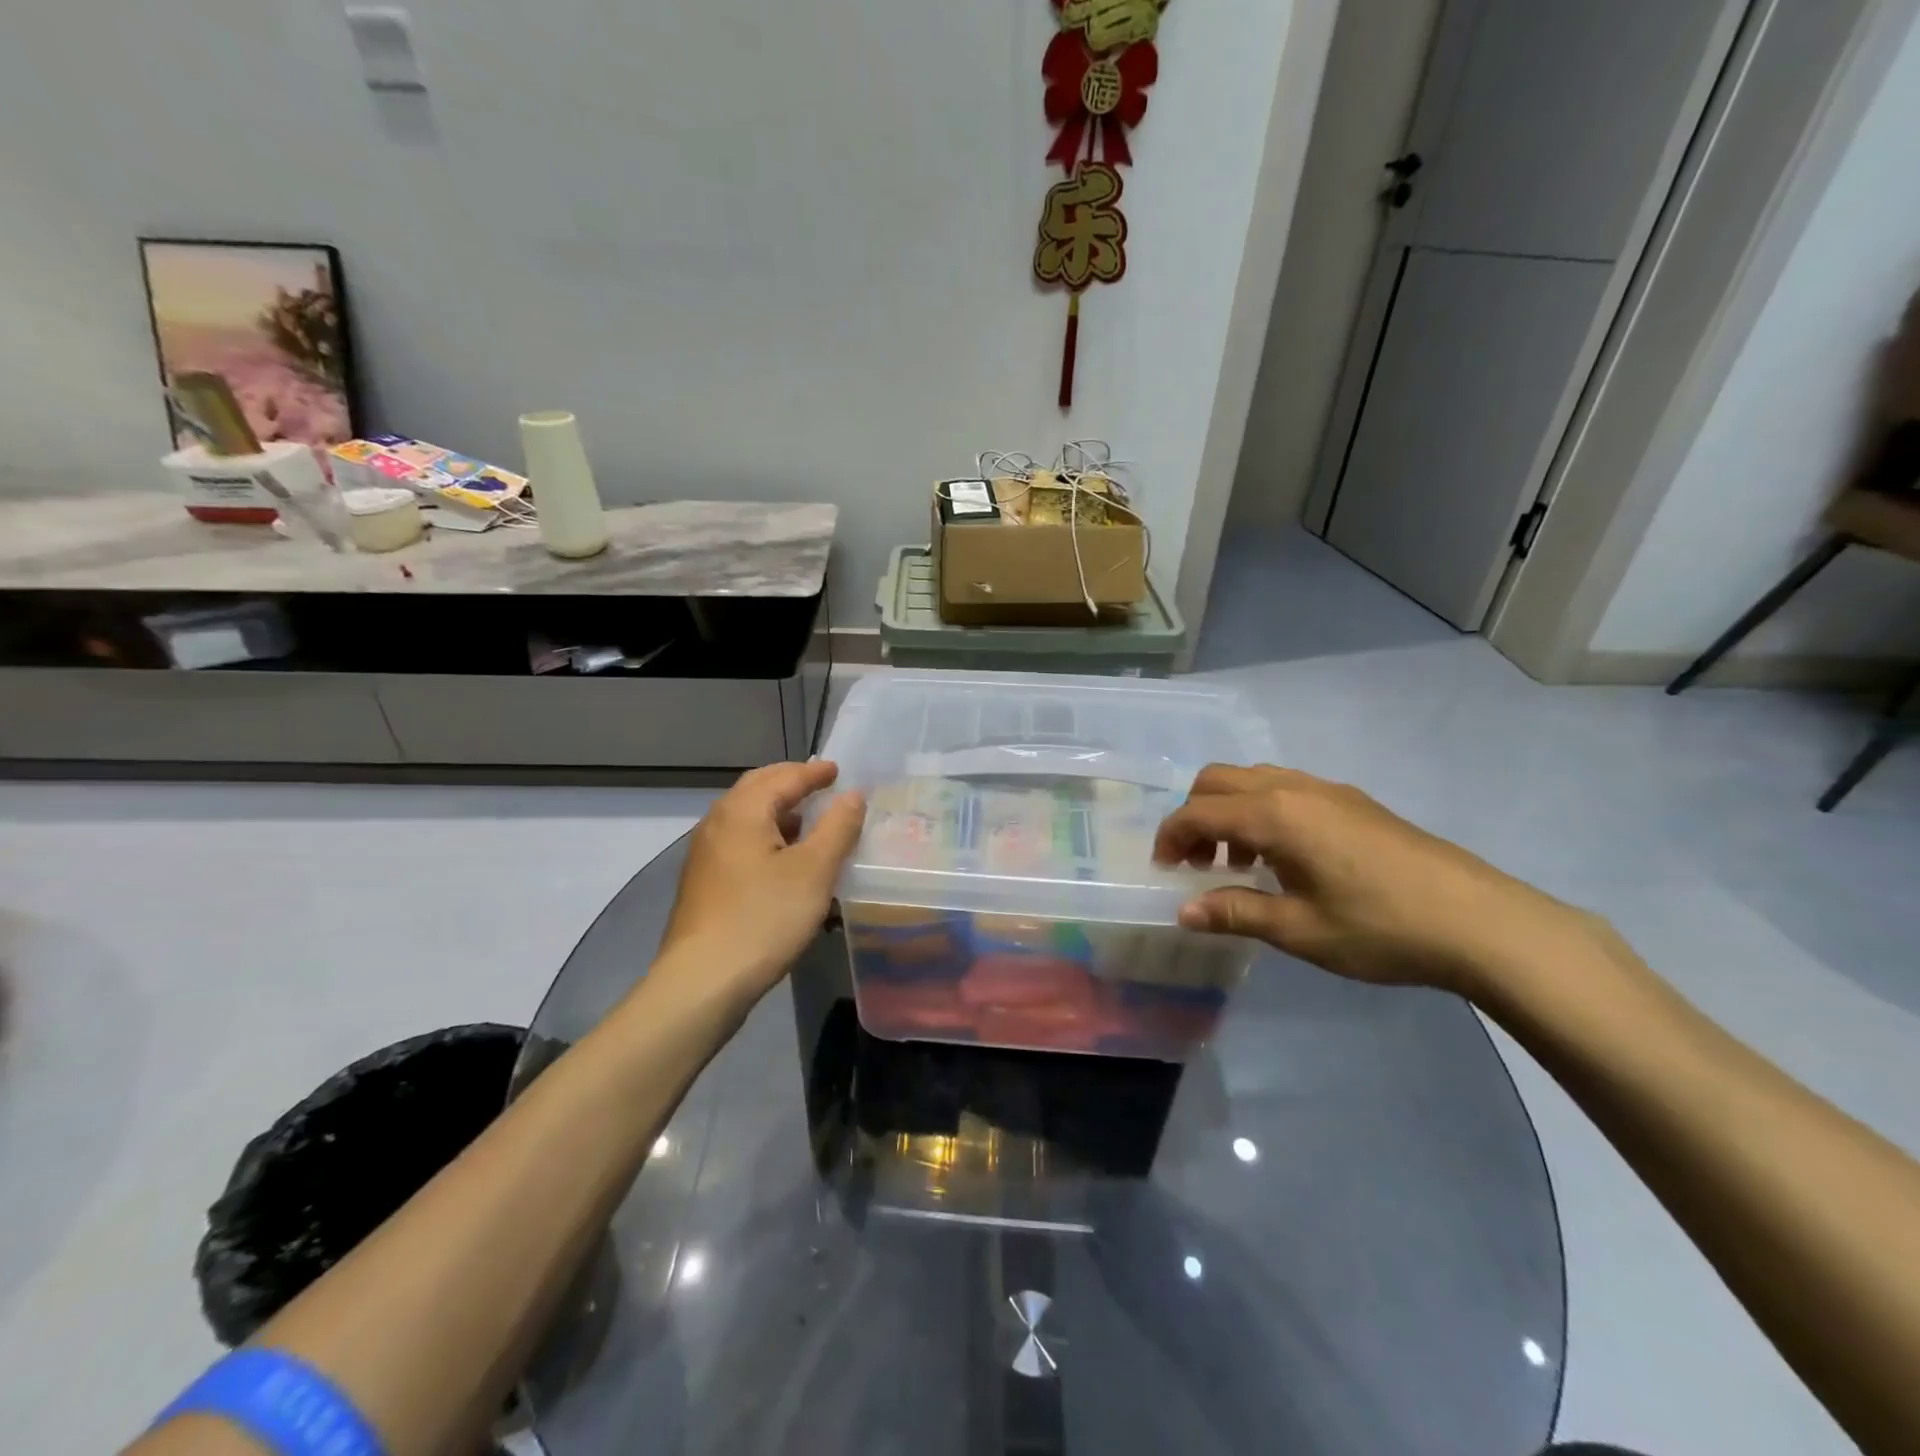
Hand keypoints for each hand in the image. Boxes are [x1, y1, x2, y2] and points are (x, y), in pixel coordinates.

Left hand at [653, 761, 865, 1008]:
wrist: (703, 981)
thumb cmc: (764, 918)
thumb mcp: (814, 871)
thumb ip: (837, 827)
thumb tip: (852, 795)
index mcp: (742, 811)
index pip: (784, 777)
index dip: (814, 772)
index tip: (838, 770)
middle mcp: (718, 823)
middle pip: (757, 789)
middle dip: (790, 782)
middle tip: (820, 784)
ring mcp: (706, 854)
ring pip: (746, 816)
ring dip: (777, 810)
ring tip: (807, 820)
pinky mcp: (704, 882)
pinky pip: (740, 840)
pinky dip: (766, 834)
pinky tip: (783, 859)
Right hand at [1153, 764, 1603, 995]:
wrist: (1482, 922)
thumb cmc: (1380, 928)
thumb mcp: (1299, 929)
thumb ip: (1235, 913)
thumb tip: (1184, 912)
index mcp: (1274, 814)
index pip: (1198, 811)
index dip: (1170, 837)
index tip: (1164, 871)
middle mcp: (1294, 788)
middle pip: (1219, 779)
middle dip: (1194, 815)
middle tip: (1194, 863)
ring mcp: (1328, 790)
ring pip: (1254, 779)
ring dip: (1229, 812)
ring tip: (1238, 865)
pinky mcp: (1354, 801)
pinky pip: (1286, 789)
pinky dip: (1261, 811)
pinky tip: (1283, 859)